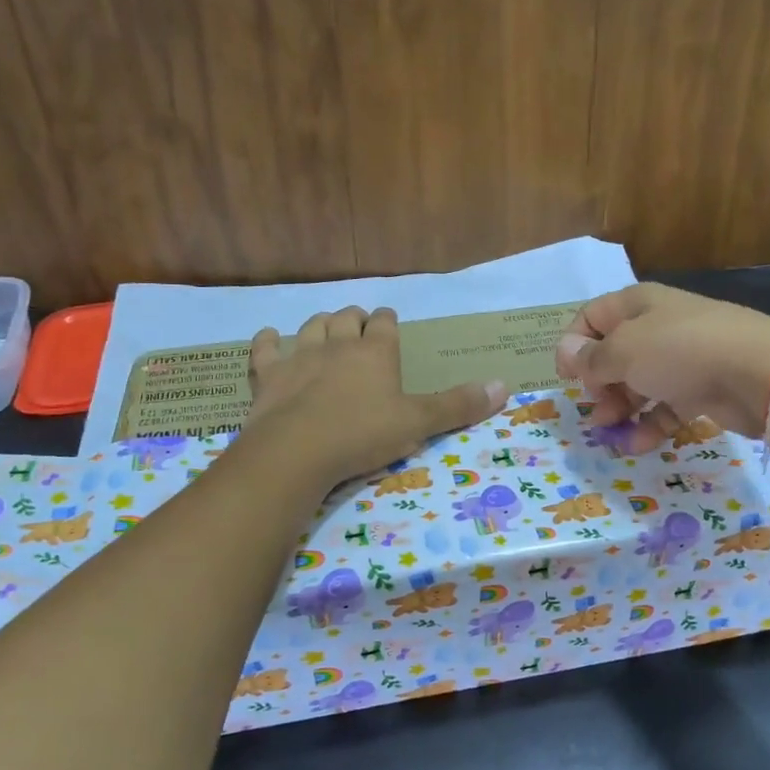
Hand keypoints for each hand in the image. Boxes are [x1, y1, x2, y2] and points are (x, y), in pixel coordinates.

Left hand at [243, 306, 506, 489]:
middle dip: (355, 318)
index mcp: (376, 352)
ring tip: (326, 327)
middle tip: (360, 323)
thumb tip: (504, 386)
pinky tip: (269, 337)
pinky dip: (267, 341)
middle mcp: (338, 345)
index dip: (388, 320)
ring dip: (320, 324)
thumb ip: (458, 405)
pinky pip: (265, 349)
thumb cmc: (363, 434)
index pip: (385, 324)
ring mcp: (300, 356)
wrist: (298, 451)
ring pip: (311, 327)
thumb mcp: (418, 423)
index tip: (388, 320)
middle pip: (347, 319)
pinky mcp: (268, 375)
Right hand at [554, 283, 769, 449]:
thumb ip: (590, 358)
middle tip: (595, 408)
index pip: (592, 317)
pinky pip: (667, 405)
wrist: (759, 373)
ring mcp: (683, 358)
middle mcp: (659, 326)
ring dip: (621, 407)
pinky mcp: (702, 388)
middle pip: (615, 353)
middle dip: (598, 383)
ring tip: (611, 432)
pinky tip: (638, 444)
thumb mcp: (623, 352)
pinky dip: (650, 424)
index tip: (566, 378)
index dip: (573, 345)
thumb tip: (565, 352)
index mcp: (637, 305)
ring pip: (640, 382)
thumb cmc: (680, 352)